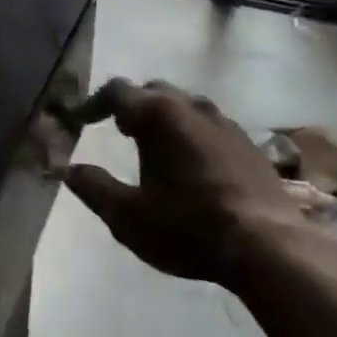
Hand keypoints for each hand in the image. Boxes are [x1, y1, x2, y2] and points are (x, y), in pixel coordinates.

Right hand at [63, 80, 336, 289]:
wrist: (269, 245)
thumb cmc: (189, 227)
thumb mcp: (129, 217)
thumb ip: (94, 188)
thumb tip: (67, 170)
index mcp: (157, 114)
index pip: (116, 91)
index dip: (93, 103)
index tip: (80, 120)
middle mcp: (189, 105)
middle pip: (152, 91)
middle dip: (131, 106)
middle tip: (119, 129)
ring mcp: (222, 120)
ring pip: (183, 104)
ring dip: (164, 117)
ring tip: (155, 145)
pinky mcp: (247, 141)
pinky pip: (209, 123)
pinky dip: (191, 132)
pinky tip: (193, 162)